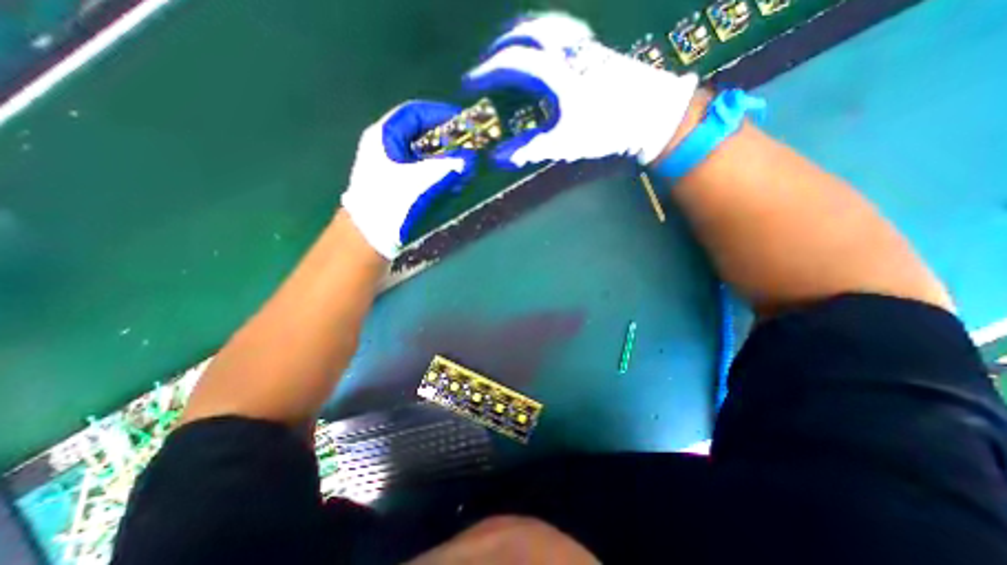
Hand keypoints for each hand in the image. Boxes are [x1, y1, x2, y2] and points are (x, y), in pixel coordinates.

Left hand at [340, 101, 476, 259]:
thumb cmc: (389, 204)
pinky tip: (453, 185)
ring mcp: (393, 166)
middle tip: (468, 149)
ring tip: (464, 170)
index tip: (464, 122)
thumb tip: (469, 159)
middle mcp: (387, 147)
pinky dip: (440, 175)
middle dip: (447, 141)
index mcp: (384, 137)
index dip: (440, 114)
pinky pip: (424, 171)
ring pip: (425, 154)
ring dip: (446, 161)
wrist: (368, 238)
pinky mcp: (400, 184)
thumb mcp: (419, 182)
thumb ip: (446, 168)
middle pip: (422, 134)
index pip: (415, 113)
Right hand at [463, 12, 701, 167]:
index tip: (468, 84)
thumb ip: (528, 149)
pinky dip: (541, 34)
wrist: (651, 112)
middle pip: (522, 35)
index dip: (485, 73)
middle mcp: (563, 50)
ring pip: (542, 27)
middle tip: (484, 67)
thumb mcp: (563, 143)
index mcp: (553, 72)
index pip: (509, 64)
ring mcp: (581, 45)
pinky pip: (560, 30)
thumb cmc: (606, 129)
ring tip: (506, 50)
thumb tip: (496, 159)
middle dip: (497, 50)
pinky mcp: (594, 48)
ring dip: (517, 36)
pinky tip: (543, 45)